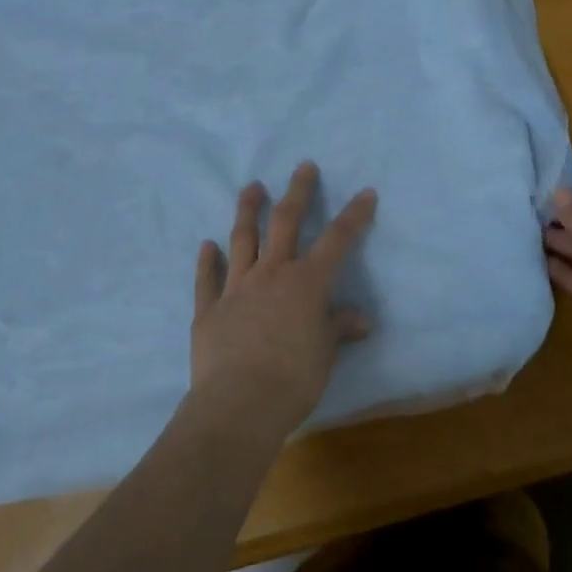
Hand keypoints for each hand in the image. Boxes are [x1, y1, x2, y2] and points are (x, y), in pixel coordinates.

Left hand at [192, 162, 377, 433]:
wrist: (239, 405)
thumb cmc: (294, 380)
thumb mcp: (325, 354)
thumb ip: (338, 328)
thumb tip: (361, 319)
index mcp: (307, 283)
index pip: (337, 240)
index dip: (354, 215)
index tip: (365, 192)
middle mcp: (271, 274)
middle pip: (285, 222)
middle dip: (298, 192)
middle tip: (303, 167)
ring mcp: (236, 288)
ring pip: (242, 239)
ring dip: (247, 211)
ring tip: (251, 187)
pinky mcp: (208, 309)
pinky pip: (207, 278)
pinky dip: (206, 260)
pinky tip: (206, 245)